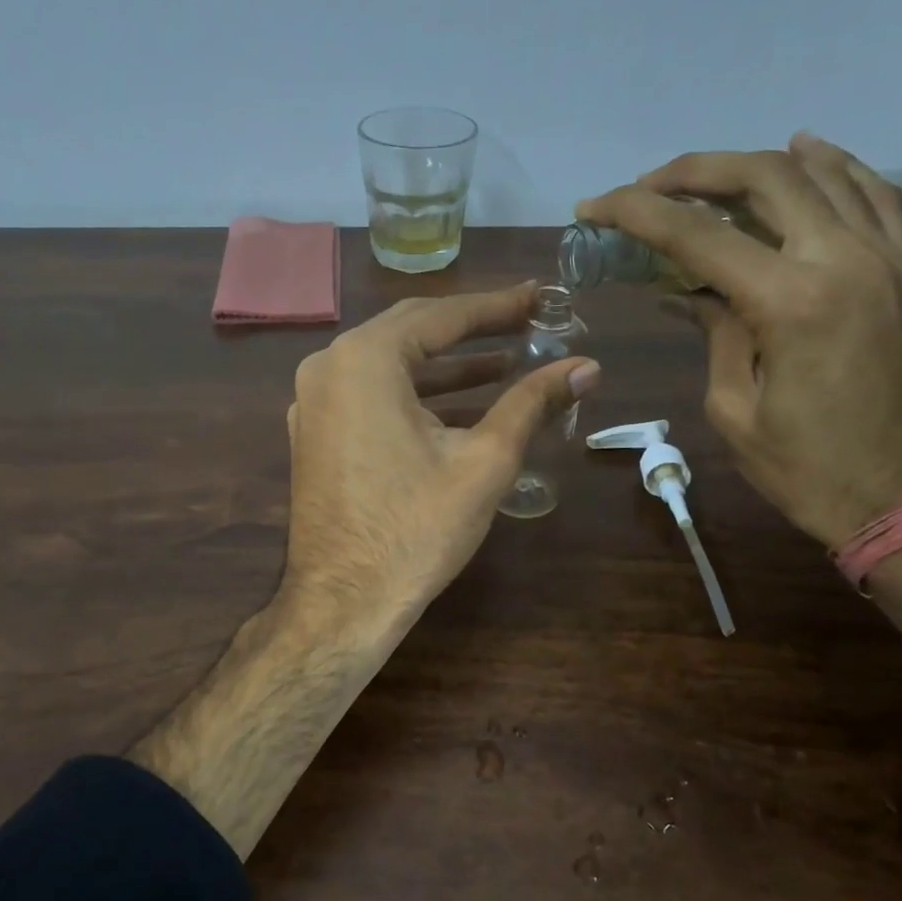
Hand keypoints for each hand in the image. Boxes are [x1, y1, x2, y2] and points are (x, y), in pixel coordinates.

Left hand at [283, 284, 599, 632]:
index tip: (539, 298)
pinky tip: (459, 407)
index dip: (497, 307)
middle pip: (411, 332)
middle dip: (472, 330)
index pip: (441, 315)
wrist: (344, 602)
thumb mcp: (484, 460)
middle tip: (526, 324)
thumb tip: (587, 366)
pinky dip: (414, 396)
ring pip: (390, 367)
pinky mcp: (314, 435)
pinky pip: (370, 397)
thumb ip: (532, 403)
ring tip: (506, 366)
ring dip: (446, 367)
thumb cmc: (415, 529)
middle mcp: (329, 367)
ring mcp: (313, 402)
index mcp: (365, 359)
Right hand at [577, 134, 901, 548]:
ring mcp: (890, 258)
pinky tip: (806, 156)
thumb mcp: (735, 410)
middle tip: (647, 185)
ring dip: (757, 164)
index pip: (698, 235)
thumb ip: (717, 335)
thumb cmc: (807, 470)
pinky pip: (875, 196)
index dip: (637, 213)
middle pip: (765, 177)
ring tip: (709, 175)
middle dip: (695, 172)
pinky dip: (834, 168)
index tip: (595, 206)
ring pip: (823, 173)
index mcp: (790, 302)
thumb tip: (695, 294)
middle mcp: (844, 260)